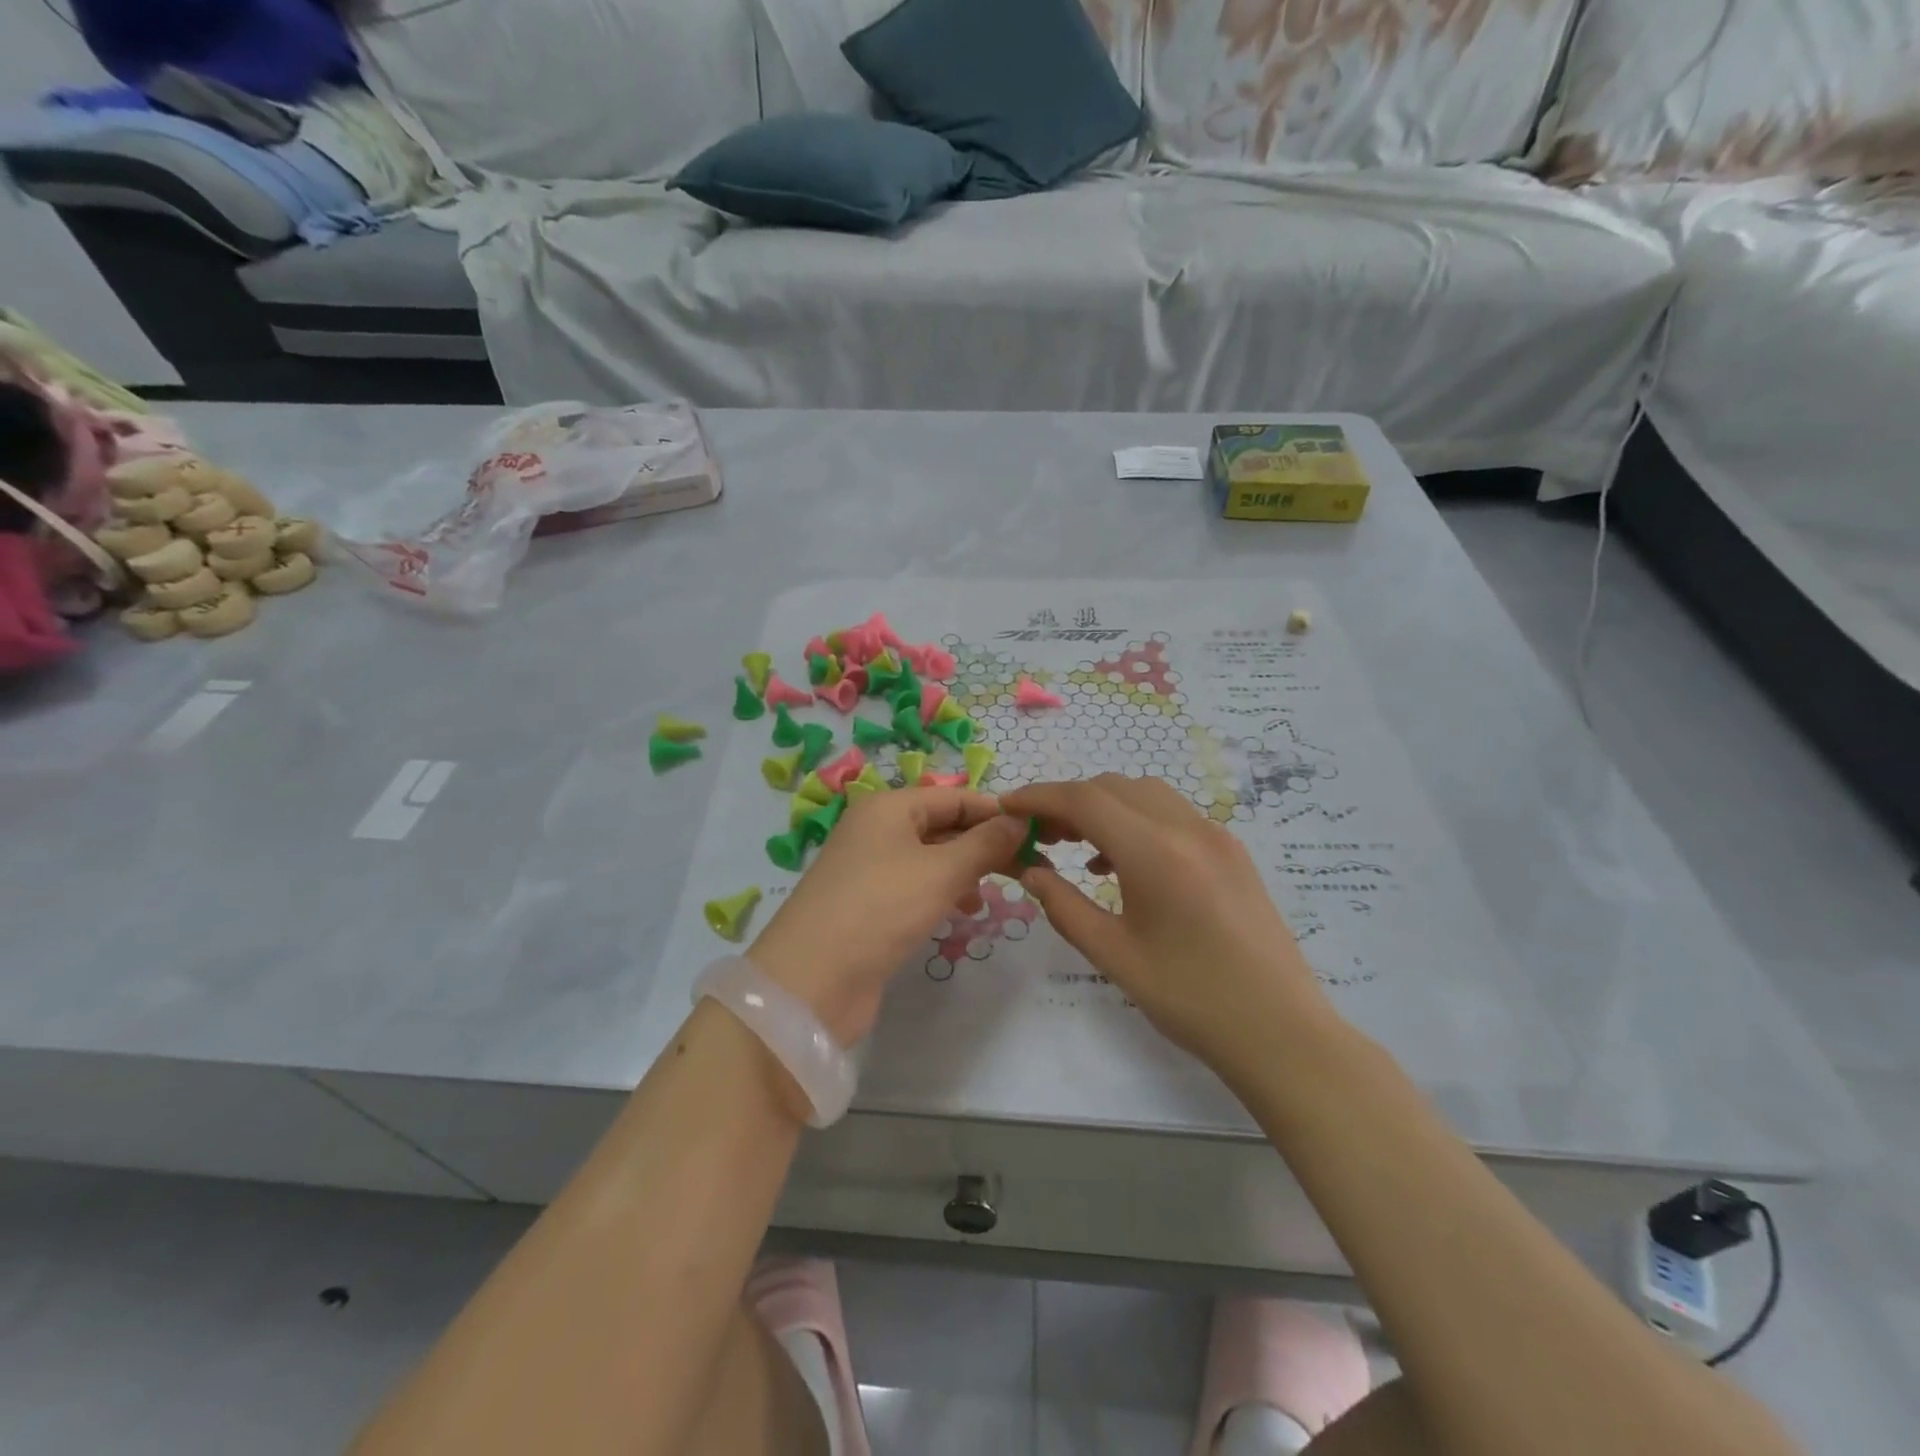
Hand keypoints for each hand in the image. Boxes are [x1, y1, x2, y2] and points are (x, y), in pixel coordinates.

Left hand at [749, 787, 1027, 1046]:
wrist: (811, 981)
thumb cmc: (880, 908)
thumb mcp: (941, 871)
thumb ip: (985, 843)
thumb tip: (1019, 820)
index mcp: (888, 807)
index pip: (954, 796)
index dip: (995, 812)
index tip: (1037, 833)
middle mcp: (877, 830)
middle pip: (943, 826)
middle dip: (984, 844)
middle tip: (1029, 866)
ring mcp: (870, 869)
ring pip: (931, 858)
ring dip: (966, 870)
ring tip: (999, 891)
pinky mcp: (869, 906)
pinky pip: (916, 887)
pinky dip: (943, 893)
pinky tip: (964, 910)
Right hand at [1000, 775, 1334, 1073]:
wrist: (1280, 1031)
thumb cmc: (1190, 999)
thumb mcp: (1113, 955)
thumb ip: (1064, 905)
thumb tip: (1030, 870)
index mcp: (1155, 852)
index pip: (1084, 799)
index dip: (1039, 797)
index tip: (1007, 808)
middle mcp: (1188, 828)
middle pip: (1113, 787)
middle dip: (1069, 801)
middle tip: (1040, 835)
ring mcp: (1216, 836)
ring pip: (1145, 795)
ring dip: (1104, 807)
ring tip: (1077, 846)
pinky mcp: (1231, 851)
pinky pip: (1173, 815)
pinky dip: (1137, 821)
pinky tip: (1122, 864)